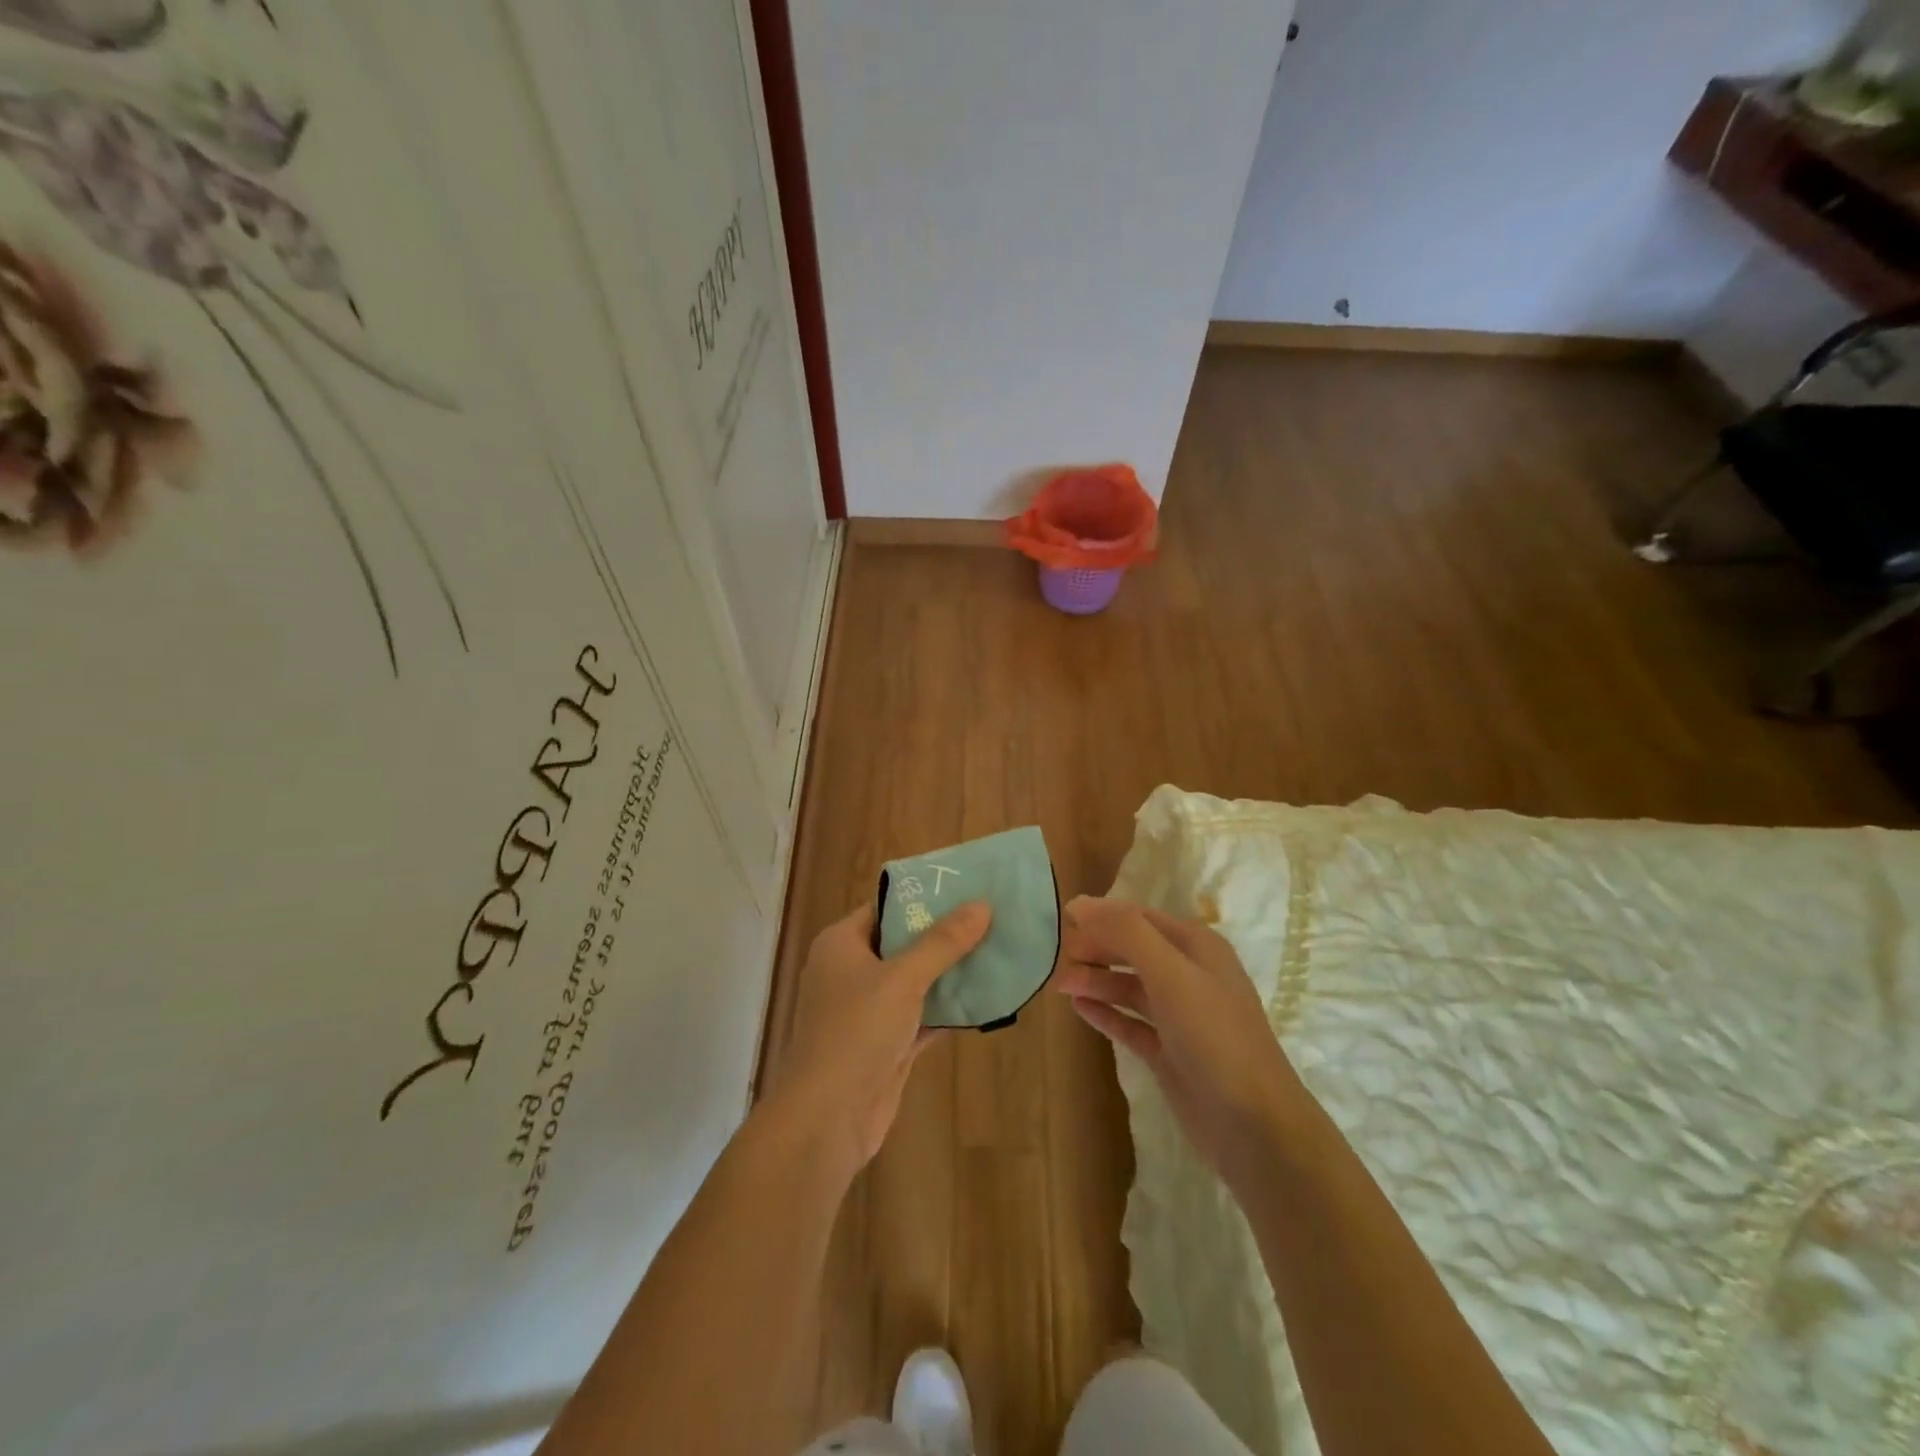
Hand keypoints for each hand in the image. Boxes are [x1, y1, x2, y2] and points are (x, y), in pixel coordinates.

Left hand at [767, 898, 991, 1175]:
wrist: (827, 1119)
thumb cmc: (856, 1032)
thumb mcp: (902, 979)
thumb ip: (942, 942)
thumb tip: (981, 904)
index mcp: (841, 944)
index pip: (885, 907)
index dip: (923, 897)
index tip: (966, 887)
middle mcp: (851, 971)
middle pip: (903, 943)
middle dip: (945, 935)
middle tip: (991, 918)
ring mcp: (868, 1011)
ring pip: (915, 982)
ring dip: (950, 973)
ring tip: (997, 951)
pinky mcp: (885, 1044)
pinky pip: (922, 1016)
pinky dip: (948, 1009)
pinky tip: (986, 999)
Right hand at [1056, 896, 1303, 1189]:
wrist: (1255, 1127)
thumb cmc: (1214, 1037)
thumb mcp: (1170, 974)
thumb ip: (1126, 933)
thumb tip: (1079, 903)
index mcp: (1197, 947)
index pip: (1141, 918)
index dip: (1103, 916)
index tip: (1063, 919)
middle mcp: (1190, 976)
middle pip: (1134, 951)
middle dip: (1097, 948)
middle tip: (1058, 955)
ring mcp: (1180, 1017)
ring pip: (1130, 987)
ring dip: (1097, 981)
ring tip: (1060, 983)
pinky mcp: (1170, 1053)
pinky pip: (1130, 1023)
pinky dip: (1106, 1013)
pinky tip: (1078, 1008)